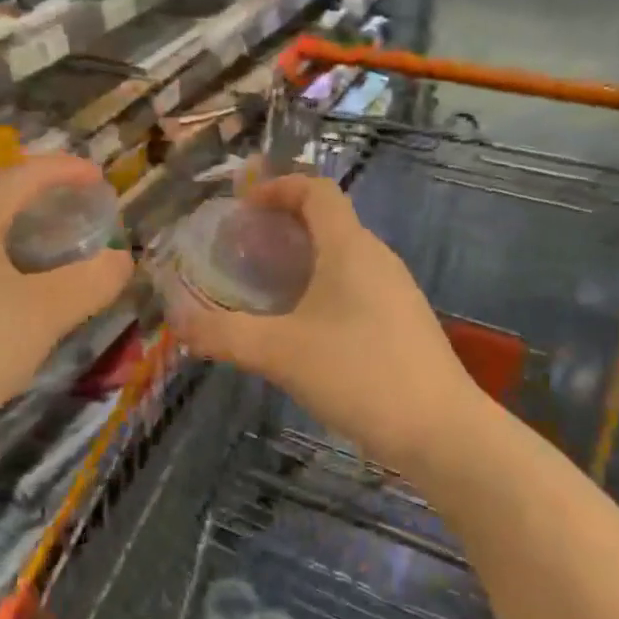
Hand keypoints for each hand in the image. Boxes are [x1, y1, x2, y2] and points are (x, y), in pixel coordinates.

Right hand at [165, 175, 475, 465]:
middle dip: (283, 227)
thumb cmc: (358, 373)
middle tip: (243, 253)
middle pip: (329, 221)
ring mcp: (395, 291)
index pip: (317, 190)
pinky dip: (322, 289)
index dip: (279, 187)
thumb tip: (177, 322)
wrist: (441, 431)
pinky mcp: (403, 323)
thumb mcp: (279, 353)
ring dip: (303, 261)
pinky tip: (303, 330)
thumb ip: (223, 334)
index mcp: (350, 248)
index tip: (243, 207)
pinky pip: (356, 287)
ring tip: (265, 291)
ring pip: (343, 257)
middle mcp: (377, 258)